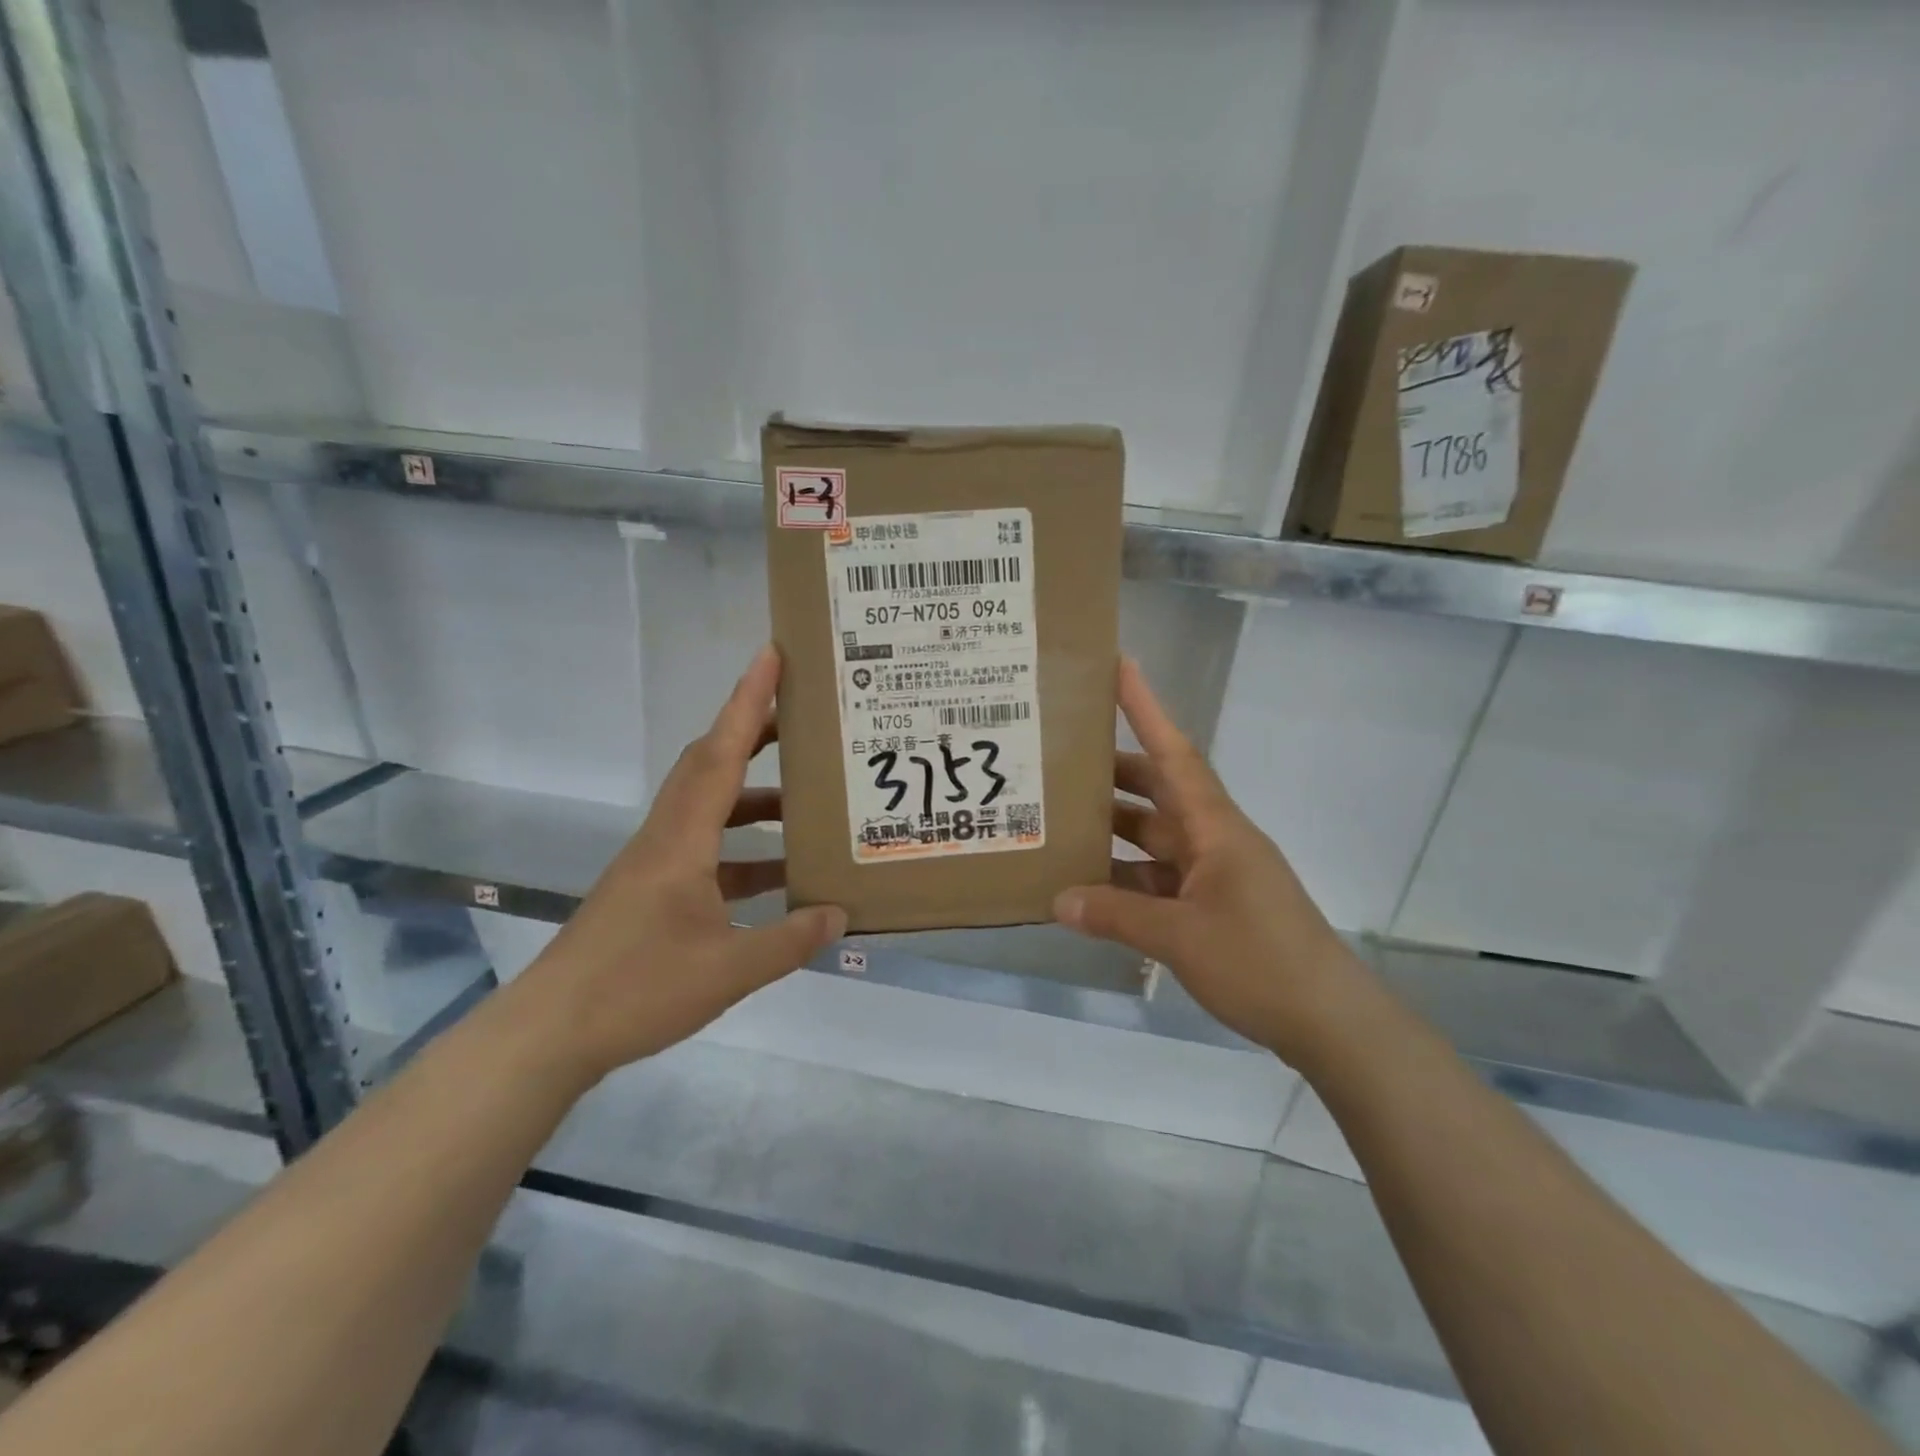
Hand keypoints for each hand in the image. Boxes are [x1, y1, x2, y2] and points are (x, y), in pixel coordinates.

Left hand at [509, 646, 845, 1082]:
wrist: (551, 1032)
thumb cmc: (638, 989)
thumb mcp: (729, 970)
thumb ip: (790, 940)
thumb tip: (839, 914)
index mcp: (682, 840)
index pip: (721, 754)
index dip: (747, 702)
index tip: (771, 656)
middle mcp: (667, 837)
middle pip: (710, 765)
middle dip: (753, 733)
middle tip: (802, 719)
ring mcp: (655, 864)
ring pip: (709, 808)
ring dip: (754, 798)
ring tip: (805, 803)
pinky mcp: (651, 890)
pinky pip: (706, 849)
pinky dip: (744, 851)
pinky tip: (778, 878)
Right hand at [1053, 659, 1363, 1061]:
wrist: (1329, 1021)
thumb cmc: (1260, 961)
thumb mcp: (1179, 937)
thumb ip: (1115, 916)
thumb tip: (1058, 900)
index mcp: (1216, 828)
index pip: (1174, 754)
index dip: (1146, 709)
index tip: (1120, 667)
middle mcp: (1215, 840)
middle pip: (1160, 792)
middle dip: (1115, 774)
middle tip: (1062, 760)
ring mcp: (1216, 875)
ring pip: (1156, 839)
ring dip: (1115, 832)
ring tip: (1062, 824)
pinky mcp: (1215, 908)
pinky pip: (1160, 880)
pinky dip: (1127, 882)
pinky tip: (1091, 891)